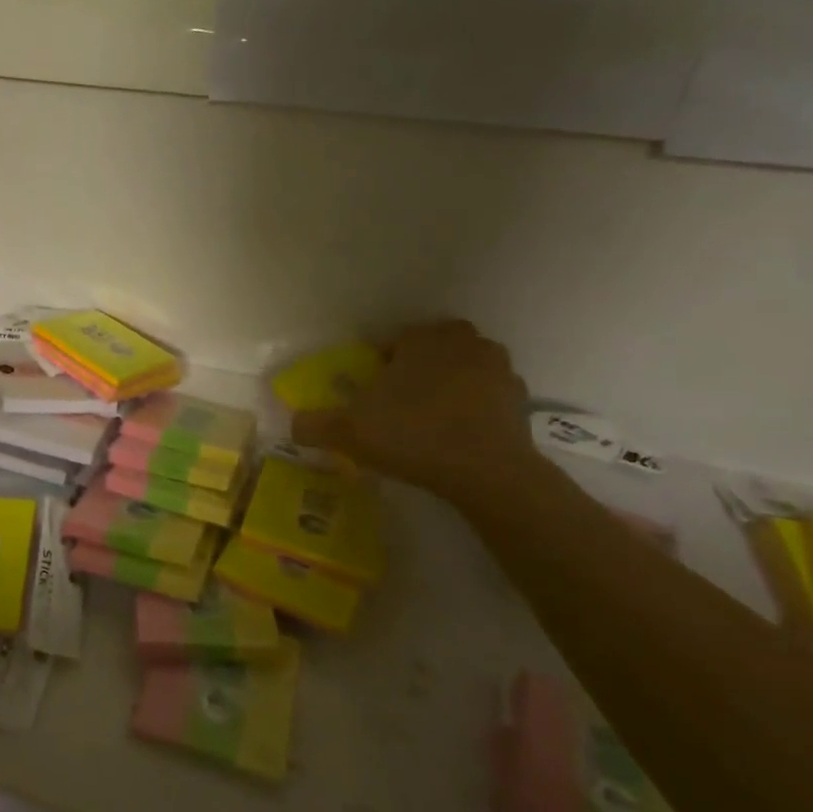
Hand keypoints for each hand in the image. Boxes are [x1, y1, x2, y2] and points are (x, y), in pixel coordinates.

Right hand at [291, 320, 543, 510]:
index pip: (392, 341)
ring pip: (461, 368)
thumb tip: (293, 423)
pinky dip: (474, 408)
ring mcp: (497, 368)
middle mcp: (462, 342)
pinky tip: (457, 434)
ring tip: (428, 419)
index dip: (377, 367)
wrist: (488, 472)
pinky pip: (487, 395)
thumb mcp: (348, 431)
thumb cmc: (412, 435)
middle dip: (416, 369)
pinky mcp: (519, 398)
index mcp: (422, 338)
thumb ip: (314, 424)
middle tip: (398, 403)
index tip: (369, 395)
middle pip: (430, 349)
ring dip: (447, 385)